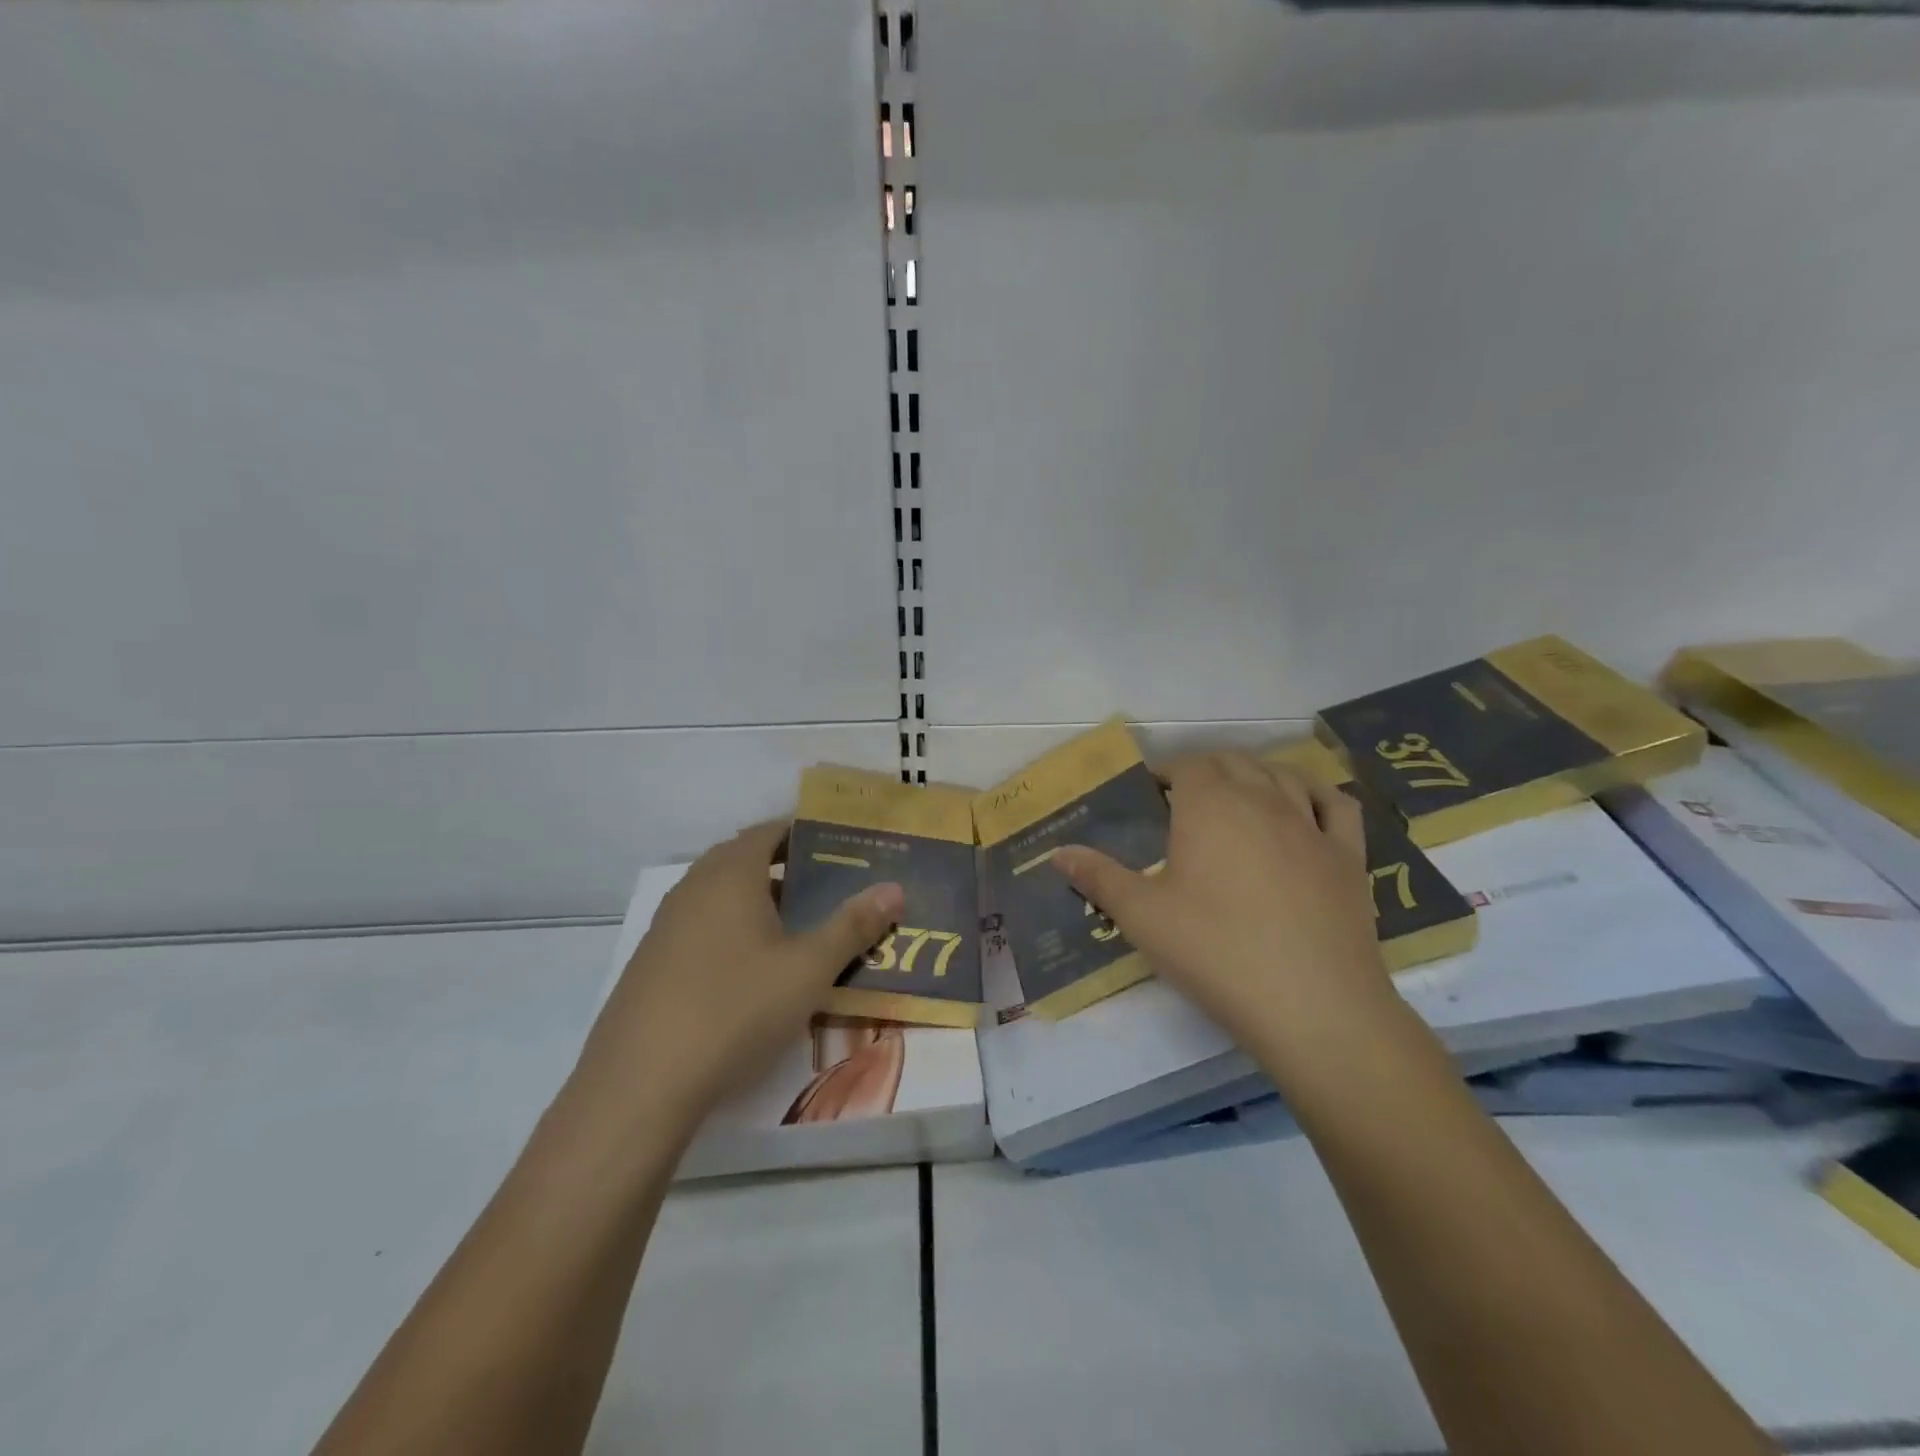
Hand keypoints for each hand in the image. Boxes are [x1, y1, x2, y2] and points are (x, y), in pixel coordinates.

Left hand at [578, 822, 904, 1135]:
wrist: (640, 1084)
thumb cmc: (735, 1009)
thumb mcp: (808, 969)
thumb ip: (853, 925)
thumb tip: (894, 888)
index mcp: (730, 875)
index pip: (768, 831)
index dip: (803, 832)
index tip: (839, 847)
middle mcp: (693, 888)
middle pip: (743, 859)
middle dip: (785, 867)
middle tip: (827, 888)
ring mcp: (666, 926)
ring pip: (720, 896)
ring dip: (758, 901)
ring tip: (798, 927)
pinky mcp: (651, 964)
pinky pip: (701, 927)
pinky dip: (732, 931)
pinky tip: (751, 971)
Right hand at [1053, 751, 1389, 1053]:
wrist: (1312, 1005)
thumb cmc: (1216, 952)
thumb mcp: (1142, 917)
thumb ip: (1098, 878)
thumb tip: (1057, 852)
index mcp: (1210, 805)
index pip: (1187, 765)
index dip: (1166, 772)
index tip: (1150, 794)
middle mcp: (1263, 799)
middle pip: (1233, 762)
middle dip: (1205, 769)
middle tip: (1183, 800)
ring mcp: (1311, 824)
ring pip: (1283, 774)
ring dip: (1254, 774)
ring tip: (1236, 796)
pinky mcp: (1348, 856)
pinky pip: (1336, 804)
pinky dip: (1317, 792)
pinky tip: (1304, 804)